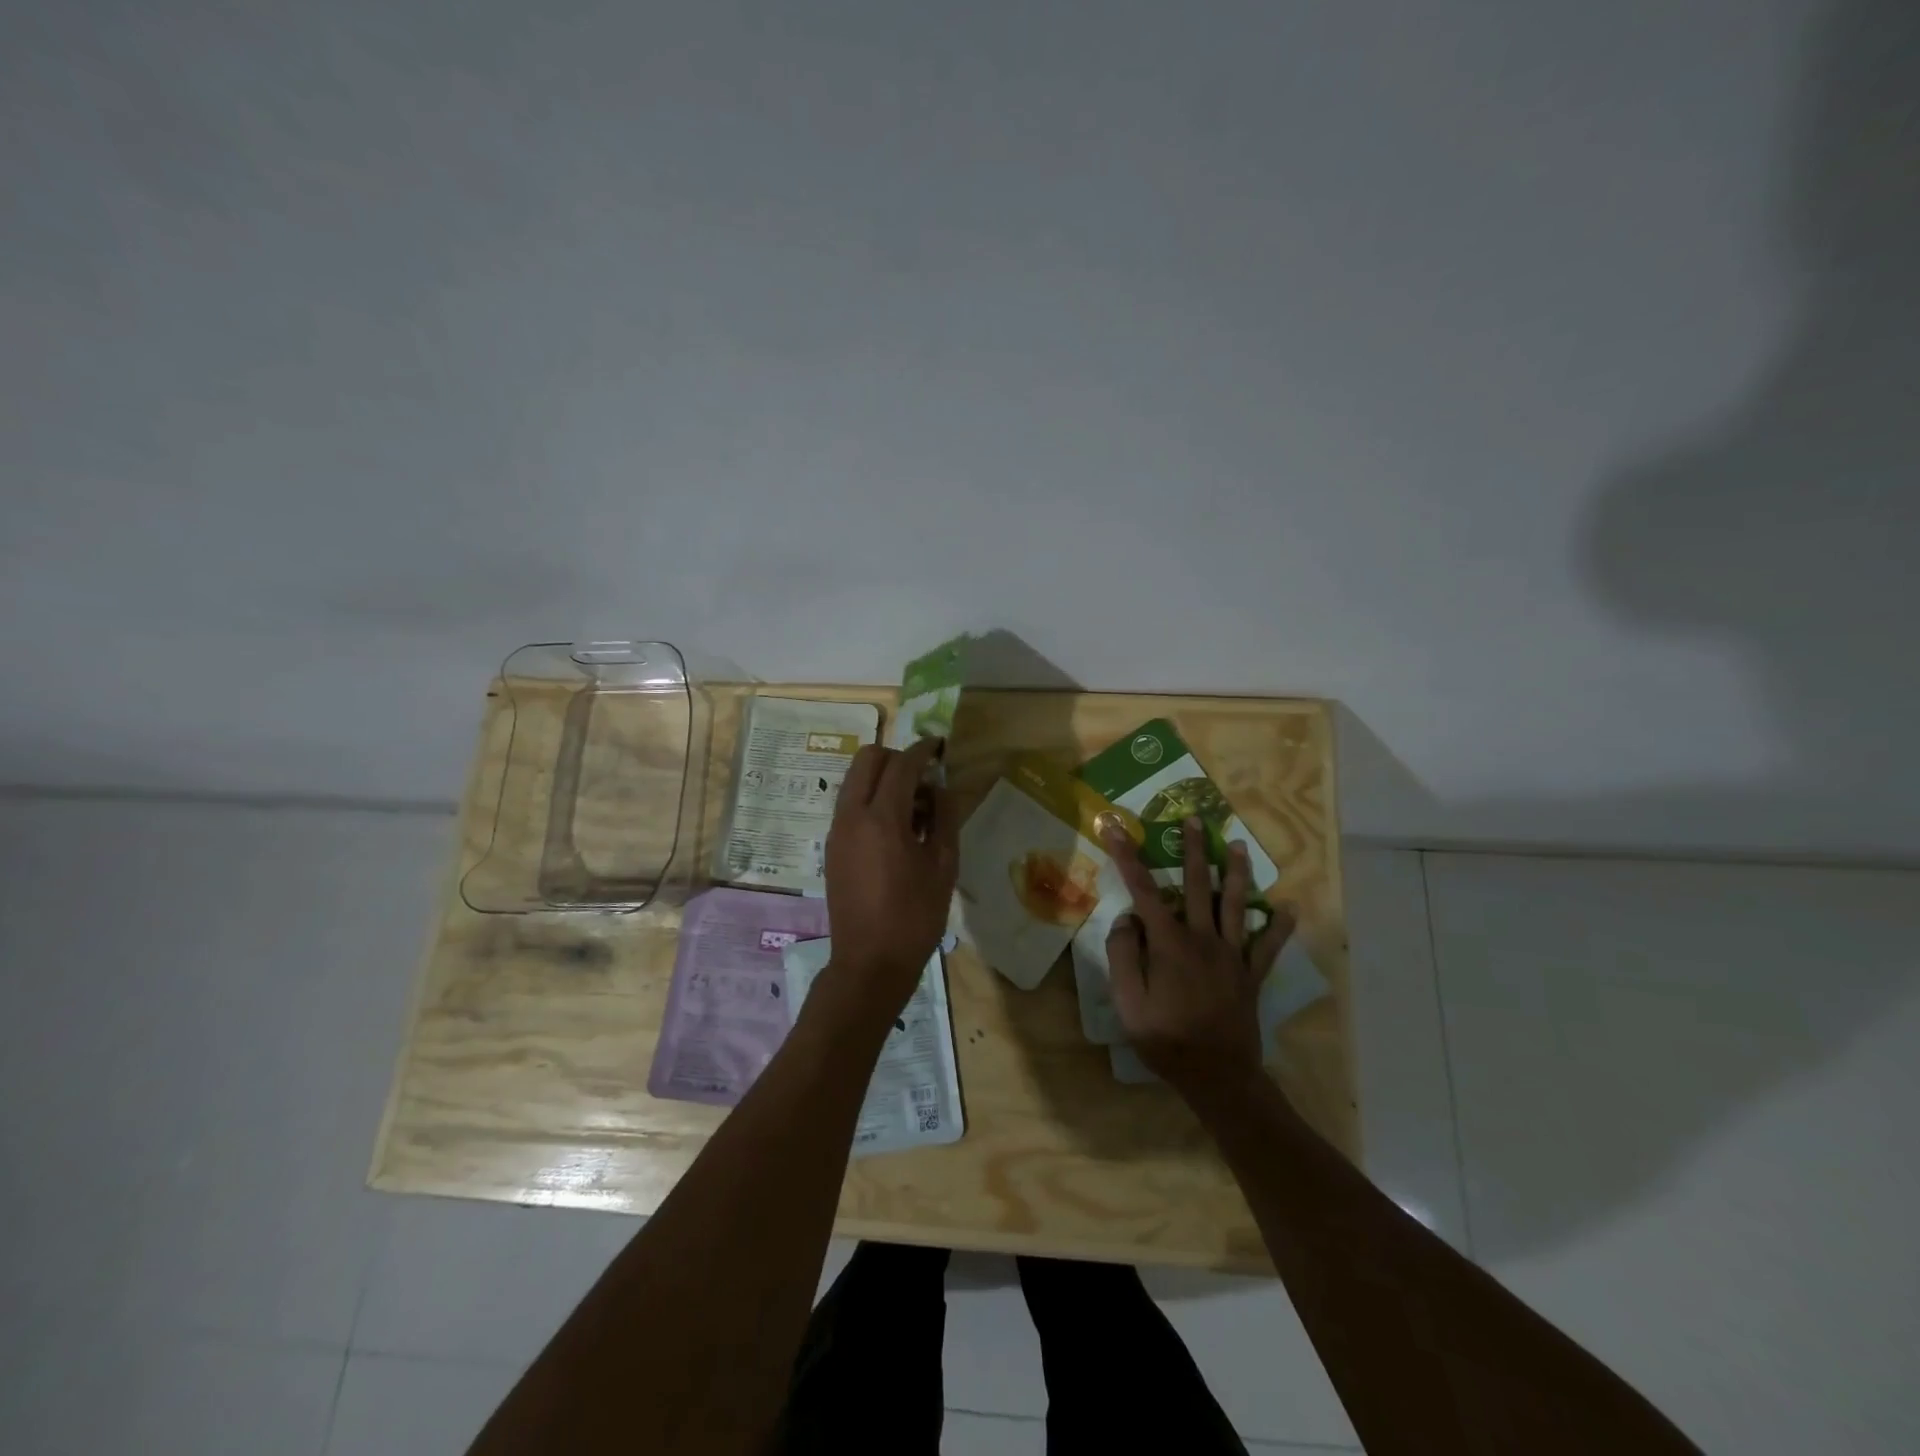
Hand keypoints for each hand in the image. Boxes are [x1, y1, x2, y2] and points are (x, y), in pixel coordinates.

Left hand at [820, 738, 959, 1024]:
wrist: (870, 963)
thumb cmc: (915, 916)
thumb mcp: (944, 865)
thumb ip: (945, 817)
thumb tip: (941, 786)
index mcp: (882, 818)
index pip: (901, 764)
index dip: (923, 749)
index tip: (940, 746)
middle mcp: (852, 815)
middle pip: (868, 759)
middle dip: (897, 757)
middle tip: (924, 777)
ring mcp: (837, 830)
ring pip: (855, 780)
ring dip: (883, 778)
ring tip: (915, 807)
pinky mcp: (832, 846)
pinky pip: (850, 803)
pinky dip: (871, 798)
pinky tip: (897, 828)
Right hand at [1101, 816, 1293, 1099]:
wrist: (1217, 1077)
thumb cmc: (1166, 1040)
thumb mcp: (1128, 1002)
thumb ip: (1122, 956)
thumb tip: (1127, 919)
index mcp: (1169, 943)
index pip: (1143, 889)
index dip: (1126, 856)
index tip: (1114, 827)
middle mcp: (1203, 938)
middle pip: (1197, 884)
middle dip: (1194, 849)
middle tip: (1195, 819)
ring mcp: (1232, 955)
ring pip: (1235, 905)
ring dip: (1236, 873)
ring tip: (1239, 846)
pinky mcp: (1251, 975)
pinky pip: (1269, 946)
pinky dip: (1279, 927)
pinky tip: (1288, 909)